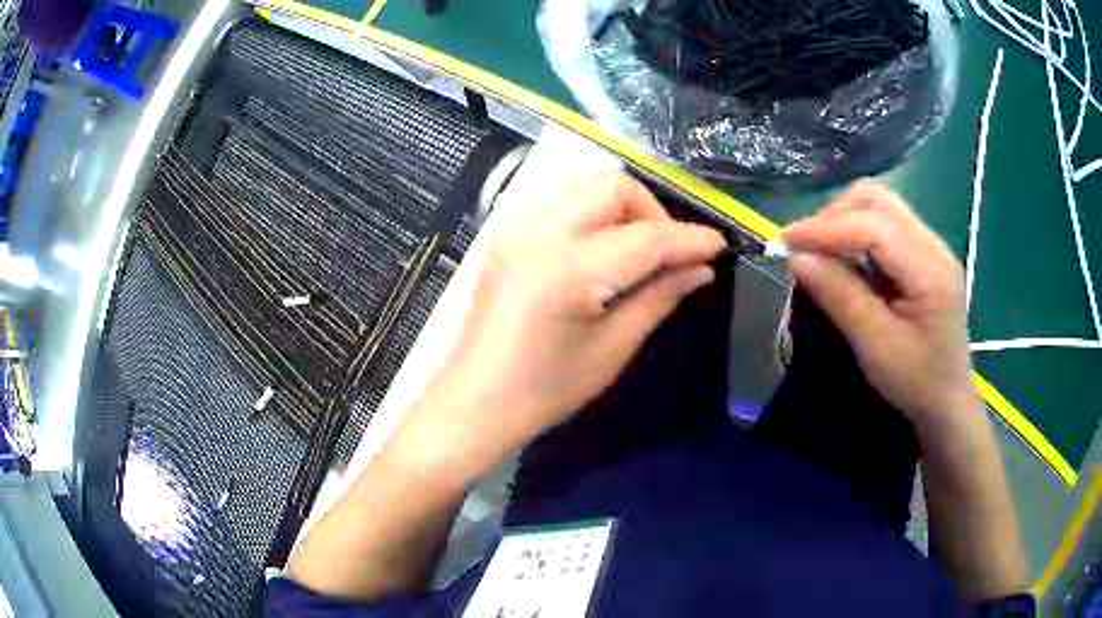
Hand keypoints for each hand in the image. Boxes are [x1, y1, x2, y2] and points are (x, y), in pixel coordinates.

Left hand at [404, 172, 725, 469]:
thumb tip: (700, 269)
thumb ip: (659, 298)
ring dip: (622, 208)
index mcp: (567, 268)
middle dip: (652, 211)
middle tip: (668, 255)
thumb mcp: (612, 350)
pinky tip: (600, 251)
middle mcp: (538, 231)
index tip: (719, 246)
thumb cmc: (544, 391)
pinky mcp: (505, 234)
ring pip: (585, 186)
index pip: (647, 237)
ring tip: (637, 253)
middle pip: (613, 185)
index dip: (690, 238)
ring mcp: (516, 227)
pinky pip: (560, 202)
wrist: (473, 402)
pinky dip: (591, 214)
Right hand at [781, 180, 978, 433]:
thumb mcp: (876, 346)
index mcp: (931, 270)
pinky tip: (845, 259)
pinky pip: (884, 224)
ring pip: (879, 205)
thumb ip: (840, 297)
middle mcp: (934, 246)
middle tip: (806, 248)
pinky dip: (856, 233)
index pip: (875, 226)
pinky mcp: (923, 254)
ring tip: (822, 252)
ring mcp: (930, 246)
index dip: (827, 228)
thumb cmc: (916, 382)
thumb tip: (796, 259)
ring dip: (844, 220)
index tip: (786, 242)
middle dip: (835, 216)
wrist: (947, 401)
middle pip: (878, 200)